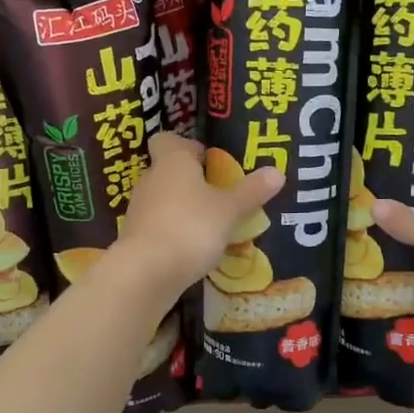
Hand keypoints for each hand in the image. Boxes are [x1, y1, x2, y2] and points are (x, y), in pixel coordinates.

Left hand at [117, 134, 282, 299]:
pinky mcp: (136, 238)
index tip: (209, 160)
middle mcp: (151, 179)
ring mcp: (139, 210)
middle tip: (221, 195)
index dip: (187, 146)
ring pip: (164, 200)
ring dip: (184, 209)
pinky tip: (195, 249)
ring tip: (213, 225)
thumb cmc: (191, 227)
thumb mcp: (229, 209)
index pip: (168, 140)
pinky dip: (174, 233)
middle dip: (192, 181)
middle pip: (169, 171)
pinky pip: (159, 226)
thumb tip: (277, 171)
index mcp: (172, 161)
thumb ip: (251, 191)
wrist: (146, 272)